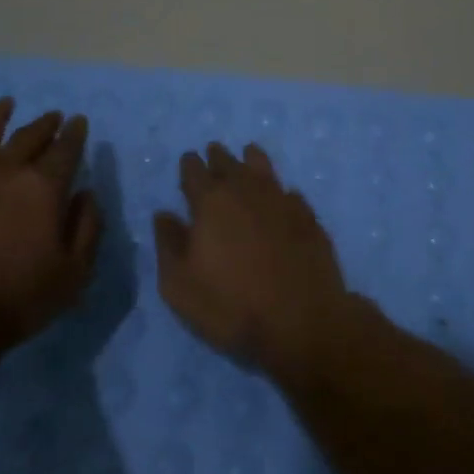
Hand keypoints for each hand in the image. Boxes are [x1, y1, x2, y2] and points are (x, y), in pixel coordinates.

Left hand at [0, 98, 102, 351]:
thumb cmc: (17, 299)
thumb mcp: (73, 273)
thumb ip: (87, 227)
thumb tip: (86, 194)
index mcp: (42, 187)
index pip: (65, 149)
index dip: (75, 134)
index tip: (79, 122)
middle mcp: (3, 171)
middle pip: (28, 136)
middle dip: (45, 124)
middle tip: (54, 116)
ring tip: (6, 105)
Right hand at [152, 142, 351, 372]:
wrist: (301, 321)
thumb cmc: (231, 305)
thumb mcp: (180, 285)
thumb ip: (169, 244)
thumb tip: (164, 215)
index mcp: (211, 202)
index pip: (195, 171)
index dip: (189, 165)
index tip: (188, 161)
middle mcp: (247, 191)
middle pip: (229, 164)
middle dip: (218, 158)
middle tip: (214, 152)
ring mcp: (282, 201)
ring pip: (263, 169)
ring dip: (252, 160)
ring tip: (248, 154)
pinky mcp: (309, 218)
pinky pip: (290, 193)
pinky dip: (281, 191)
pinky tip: (282, 195)